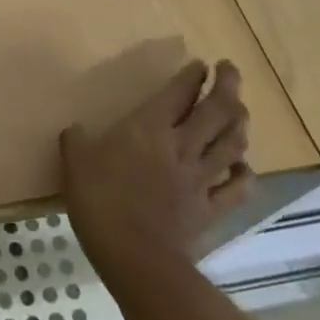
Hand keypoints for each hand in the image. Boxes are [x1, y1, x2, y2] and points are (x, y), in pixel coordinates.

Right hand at [61, 58, 252, 281]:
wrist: (134, 255)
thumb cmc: (100, 201)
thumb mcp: (75, 163)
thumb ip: (76, 141)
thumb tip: (76, 130)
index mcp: (149, 128)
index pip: (178, 93)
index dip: (191, 76)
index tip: (200, 64)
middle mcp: (181, 146)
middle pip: (216, 110)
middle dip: (227, 85)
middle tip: (229, 70)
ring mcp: (201, 178)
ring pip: (232, 143)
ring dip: (240, 122)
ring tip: (240, 110)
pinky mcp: (211, 208)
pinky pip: (237, 188)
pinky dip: (245, 174)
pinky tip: (244, 166)